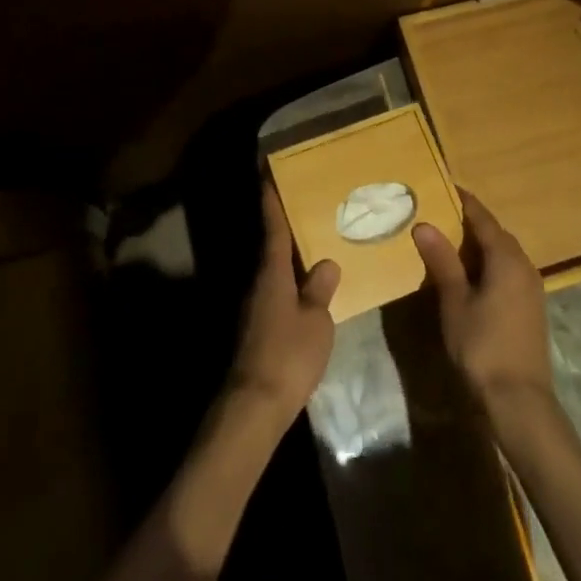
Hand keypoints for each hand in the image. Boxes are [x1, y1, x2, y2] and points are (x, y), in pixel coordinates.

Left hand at [228, 183, 339, 417]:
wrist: (256, 404)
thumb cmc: (289, 354)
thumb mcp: (316, 321)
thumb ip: (320, 290)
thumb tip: (326, 262)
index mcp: (272, 273)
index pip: (273, 228)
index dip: (272, 202)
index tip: (269, 175)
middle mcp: (258, 283)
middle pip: (272, 249)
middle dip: (287, 230)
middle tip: (307, 209)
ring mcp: (254, 307)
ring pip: (274, 273)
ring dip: (290, 260)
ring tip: (315, 249)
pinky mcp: (256, 329)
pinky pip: (276, 295)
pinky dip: (290, 286)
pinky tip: (307, 293)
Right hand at [413, 191, 553, 407]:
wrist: (519, 402)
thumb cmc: (483, 346)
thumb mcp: (455, 301)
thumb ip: (442, 261)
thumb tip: (424, 224)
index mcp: (507, 258)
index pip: (482, 218)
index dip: (463, 201)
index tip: (442, 185)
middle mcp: (524, 266)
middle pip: (495, 233)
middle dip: (469, 221)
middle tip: (437, 212)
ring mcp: (531, 288)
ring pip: (502, 253)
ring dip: (478, 244)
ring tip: (447, 241)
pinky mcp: (530, 308)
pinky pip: (507, 271)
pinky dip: (487, 263)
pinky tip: (467, 275)